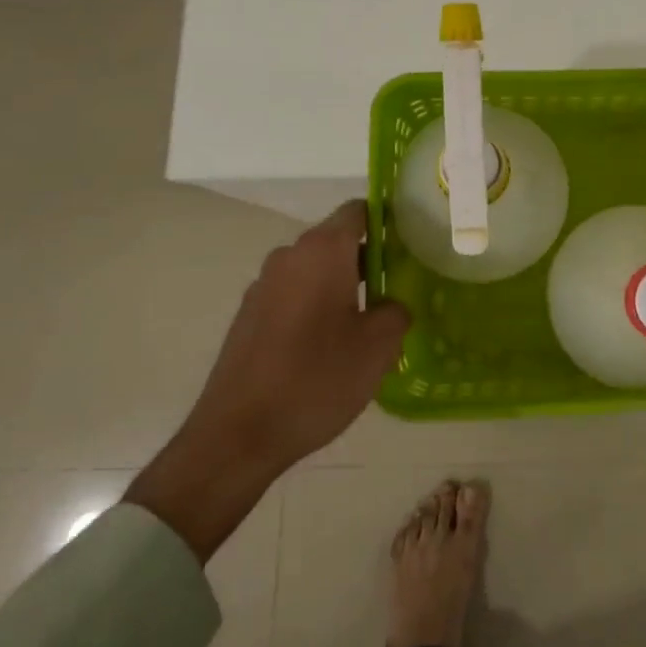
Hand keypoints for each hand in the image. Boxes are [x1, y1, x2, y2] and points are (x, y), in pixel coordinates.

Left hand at [126, 201, 409, 560]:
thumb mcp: (378, 346)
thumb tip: (391, 304)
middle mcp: (289, 256)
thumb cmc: (316, 379)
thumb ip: (396, 311)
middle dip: (367, 259)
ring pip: (314, 271)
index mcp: (323, 251)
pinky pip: (293, 295)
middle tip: (395, 291)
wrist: (237, 435)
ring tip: (364, 325)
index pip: (358, 211)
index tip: (408, 247)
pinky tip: (326, 348)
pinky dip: (314, 307)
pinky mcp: (248, 316)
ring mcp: (263, 286)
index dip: (386, 222)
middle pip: (336, 241)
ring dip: (340, 286)